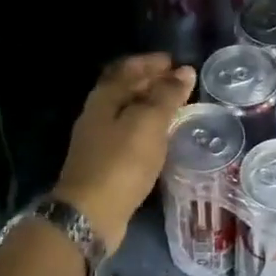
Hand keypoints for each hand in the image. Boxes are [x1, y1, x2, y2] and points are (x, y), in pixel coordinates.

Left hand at [55, 53, 195, 250]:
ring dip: (150, 108)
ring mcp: (98, 142)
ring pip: (127, 114)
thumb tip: (184, 71)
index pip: (127, 69)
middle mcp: (97, 115)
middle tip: (180, 84)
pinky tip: (162, 139)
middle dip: (151, 83)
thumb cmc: (121, 163)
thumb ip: (167, 96)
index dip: (151, 63)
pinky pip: (129, 137)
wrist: (91, 213)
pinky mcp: (105, 165)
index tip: (175, 62)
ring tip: (176, 109)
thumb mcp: (148, 123)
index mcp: (104, 98)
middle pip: (125, 90)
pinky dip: (147, 131)